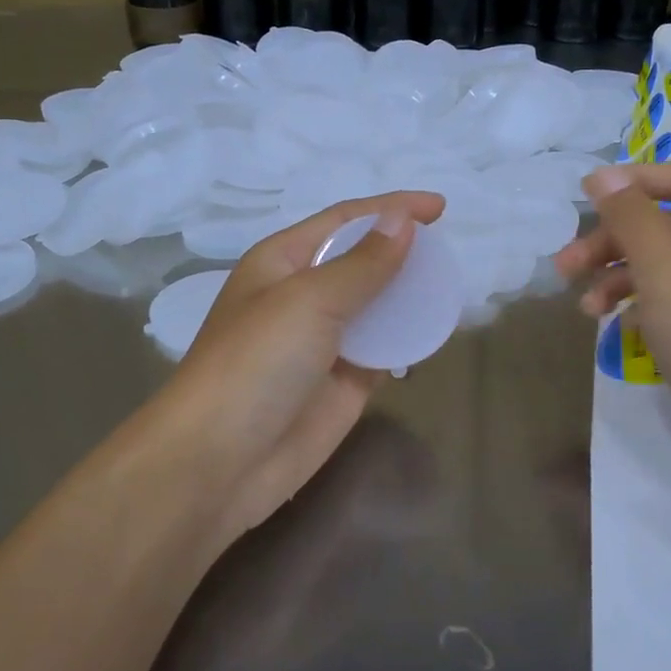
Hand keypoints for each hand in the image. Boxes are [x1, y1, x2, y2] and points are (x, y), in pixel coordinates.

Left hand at [155, 190, 446, 549]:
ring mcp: (324, 341)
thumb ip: (363, 263)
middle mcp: (303, 295)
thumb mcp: (309, 301)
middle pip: (362, 260)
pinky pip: (383, 349)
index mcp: (282, 261)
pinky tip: (434, 331)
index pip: (345, 221)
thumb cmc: (256, 363)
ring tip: (450, 287)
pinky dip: (407, 338)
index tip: (440, 208)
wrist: (220, 462)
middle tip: (448, 252)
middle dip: (402, 251)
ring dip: (409, 295)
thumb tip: (402, 220)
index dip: (391, 208)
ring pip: (375, 305)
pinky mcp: (343, 382)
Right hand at [554, 163, 670, 472]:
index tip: (583, 196)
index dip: (631, 182)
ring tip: (585, 308)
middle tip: (565, 267)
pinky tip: (617, 326)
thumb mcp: (665, 271)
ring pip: (667, 267)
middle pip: (668, 226)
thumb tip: (601, 175)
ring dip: (620, 278)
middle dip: (613, 243)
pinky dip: (643, 306)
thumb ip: (631, 218)